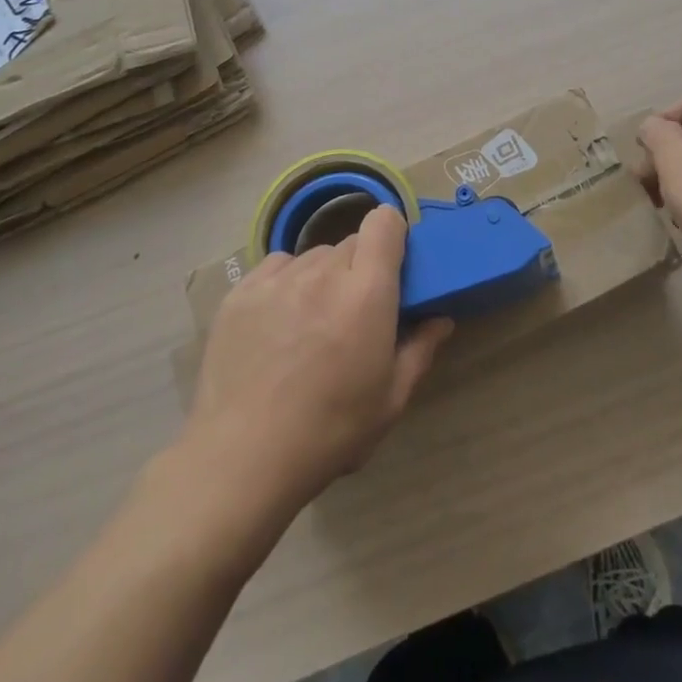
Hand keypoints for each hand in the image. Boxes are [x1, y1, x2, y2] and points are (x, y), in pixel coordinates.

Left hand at [185, 205, 452, 518]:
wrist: (242, 459)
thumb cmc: (329, 432)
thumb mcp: (390, 400)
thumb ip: (419, 350)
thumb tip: (440, 319)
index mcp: (367, 292)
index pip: (384, 223)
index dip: (392, 236)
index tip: (393, 267)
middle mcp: (323, 272)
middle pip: (350, 243)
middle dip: (359, 269)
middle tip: (354, 311)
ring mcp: (277, 279)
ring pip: (313, 256)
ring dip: (322, 277)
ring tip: (311, 322)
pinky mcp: (241, 292)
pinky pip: (276, 267)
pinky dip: (286, 283)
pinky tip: (278, 322)